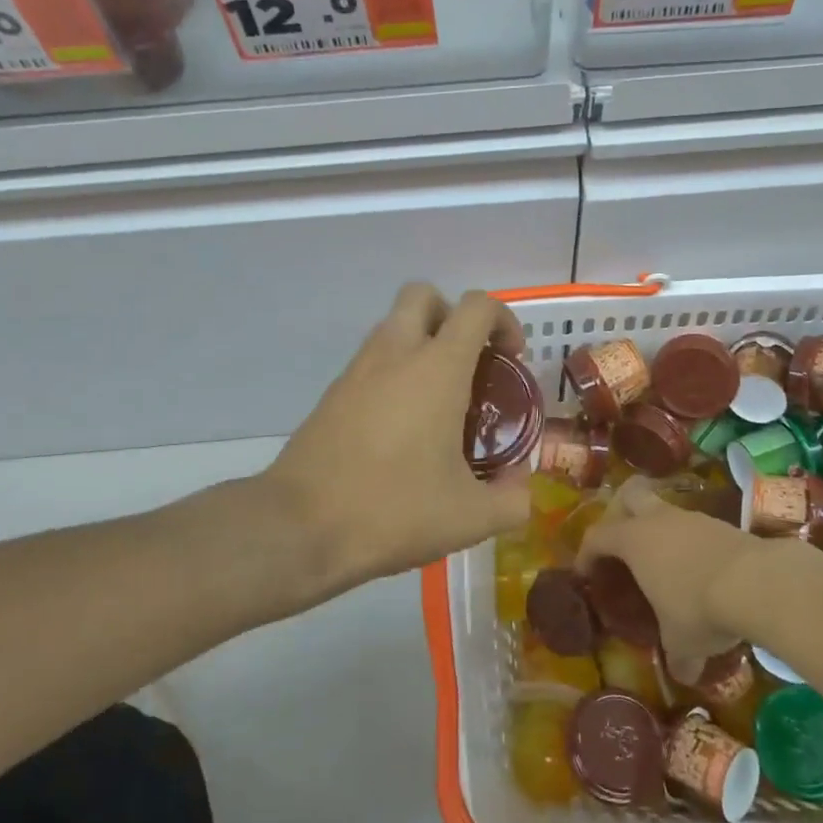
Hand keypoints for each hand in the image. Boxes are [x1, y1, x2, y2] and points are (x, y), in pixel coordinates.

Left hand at [267, 284, 530, 586]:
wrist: (300, 527)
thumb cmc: (393, 510)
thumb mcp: (469, 518)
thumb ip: (511, 500)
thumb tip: (522, 488)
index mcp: (437, 367)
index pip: (476, 306)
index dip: (503, 320)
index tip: (510, 359)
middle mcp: (396, 353)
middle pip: (424, 295)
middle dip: (452, 316)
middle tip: (469, 362)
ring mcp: (357, 369)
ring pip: (393, 325)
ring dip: (421, 342)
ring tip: (439, 400)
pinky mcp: (333, 392)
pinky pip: (372, 360)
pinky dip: (394, 371)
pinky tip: (402, 425)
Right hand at [577, 478, 762, 672]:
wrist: (757, 582)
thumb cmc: (699, 608)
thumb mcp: (682, 642)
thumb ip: (677, 657)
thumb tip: (682, 674)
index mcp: (634, 540)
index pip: (597, 536)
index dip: (586, 553)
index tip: (584, 572)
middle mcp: (658, 520)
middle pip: (629, 495)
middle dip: (621, 512)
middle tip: (623, 542)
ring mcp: (691, 517)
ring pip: (666, 511)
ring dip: (661, 531)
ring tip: (667, 565)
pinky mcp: (722, 523)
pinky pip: (695, 527)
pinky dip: (692, 544)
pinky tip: (702, 571)